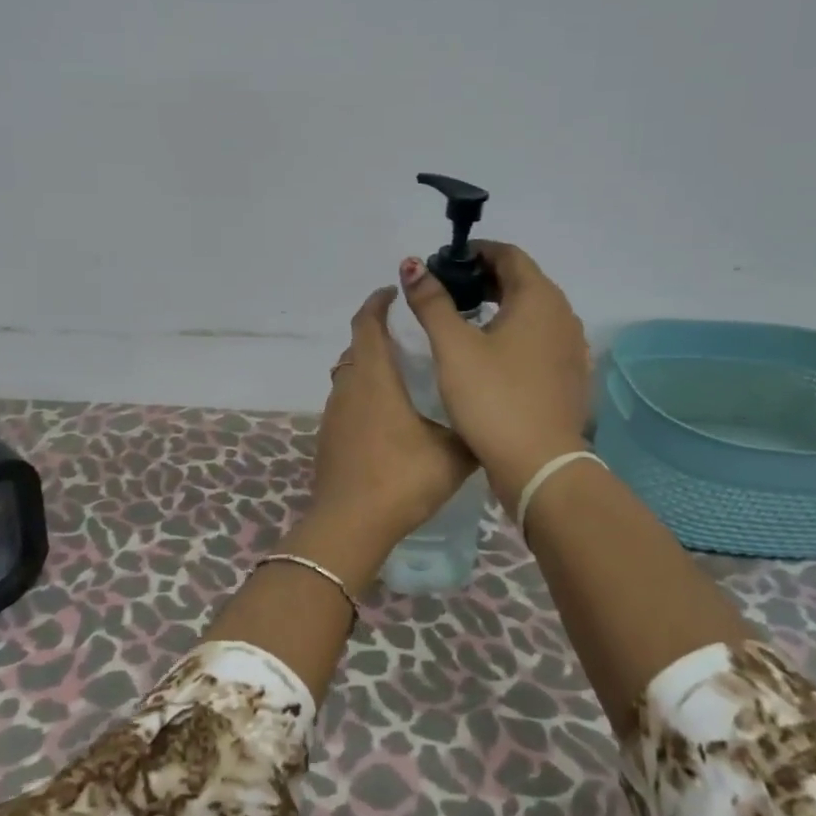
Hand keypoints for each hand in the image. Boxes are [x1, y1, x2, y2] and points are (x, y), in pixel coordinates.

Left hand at [302, 287, 477, 581]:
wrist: (350, 523)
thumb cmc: (402, 478)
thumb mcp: (452, 453)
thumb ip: (469, 429)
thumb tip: (487, 419)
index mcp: (374, 377)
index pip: (368, 323)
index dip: (379, 303)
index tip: (395, 292)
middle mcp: (348, 386)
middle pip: (357, 347)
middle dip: (378, 334)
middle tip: (411, 336)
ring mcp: (334, 413)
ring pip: (350, 375)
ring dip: (370, 366)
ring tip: (404, 375)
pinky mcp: (329, 437)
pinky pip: (347, 402)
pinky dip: (364, 395)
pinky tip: (389, 418)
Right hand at [397, 243, 592, 505]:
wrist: (539, 465)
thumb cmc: (493, 398)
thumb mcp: (453, 347)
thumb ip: (431, 302)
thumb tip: (412, 265)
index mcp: (539, 298)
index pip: (508, 254)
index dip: (474, 252)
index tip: (442, 264)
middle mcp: (563, 315)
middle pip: (522, 281)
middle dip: (483, 279)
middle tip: (445, 291)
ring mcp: (571, 348)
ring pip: (532, 312)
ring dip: (499, 306)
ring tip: (462, 321)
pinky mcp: (569, 376)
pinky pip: (539, 339)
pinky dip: (514, 334)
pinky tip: (489, 355)